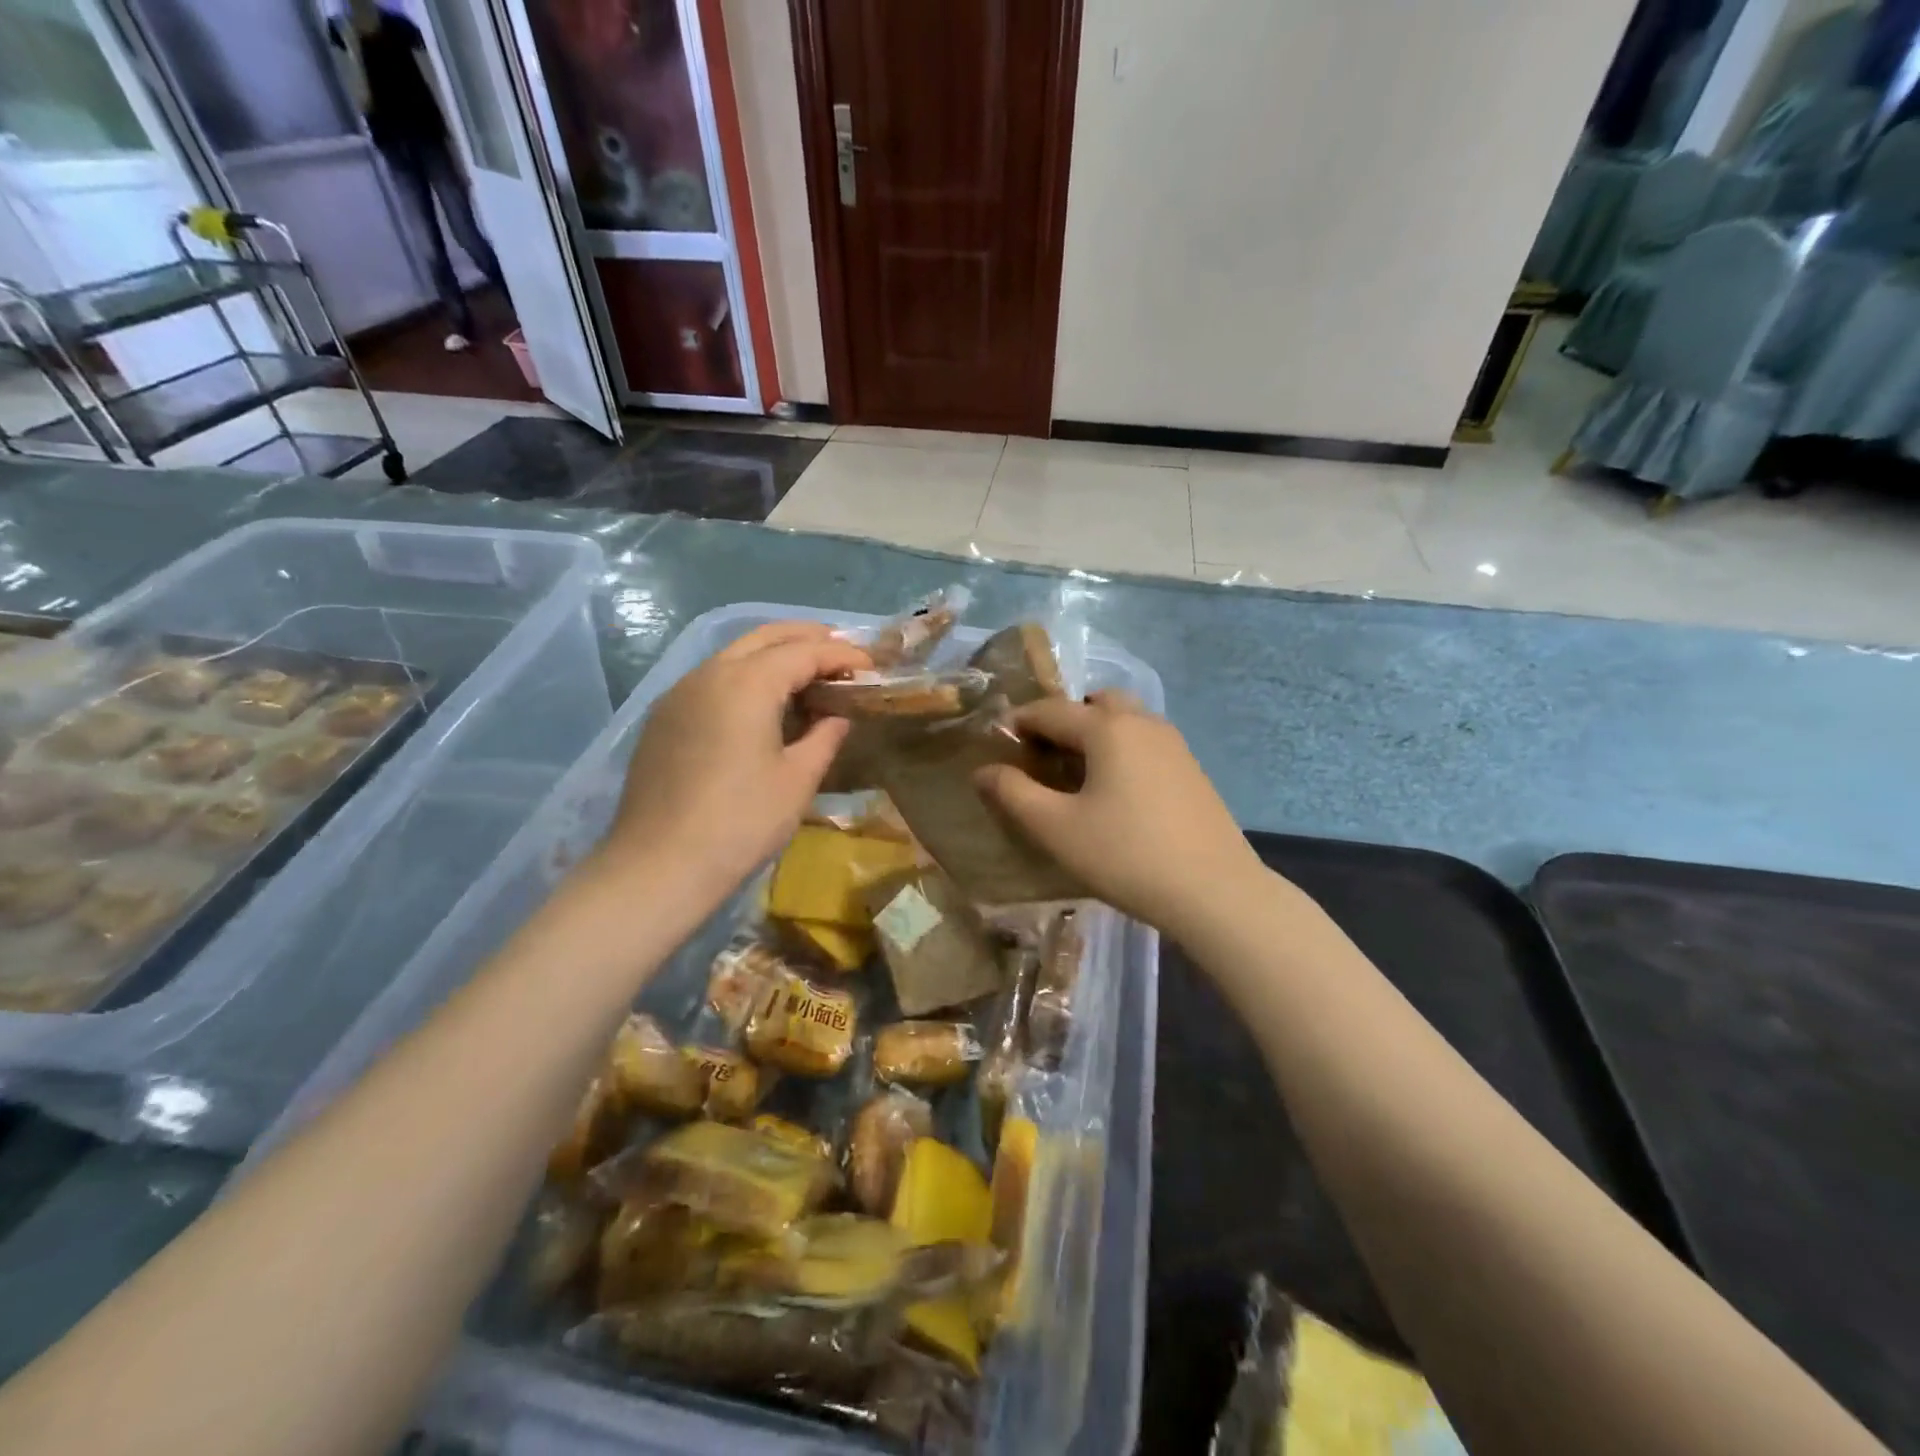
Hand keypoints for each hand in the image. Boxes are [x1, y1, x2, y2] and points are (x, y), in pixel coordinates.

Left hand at [597, 622, 869, 898]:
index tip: (872, 666)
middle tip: (842, 654)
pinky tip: (762, 704)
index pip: (804, 651)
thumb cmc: (741, 822)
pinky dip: (746, 675)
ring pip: (734, 653)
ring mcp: (680, 693)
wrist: (659, 865)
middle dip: (807, 637)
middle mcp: (710, 673)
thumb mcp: (798, 779)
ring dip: (775, 654)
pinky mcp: (665, 717)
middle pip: (765, 637)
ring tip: (808, 675)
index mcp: (747, 683)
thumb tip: (837, 715)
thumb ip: (825, 736)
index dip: (842, 655)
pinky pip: (713, 678)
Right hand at [975, 693, 1263, 935]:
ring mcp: (1173, 744)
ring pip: (1123, 721)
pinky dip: (1120, 750)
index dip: (1017, 723)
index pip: (1049, 710)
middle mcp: (1142, 722)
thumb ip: (1013, 794)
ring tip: (1075, 777)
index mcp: (1107, 727)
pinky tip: (1115, 794)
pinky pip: (1144, 742)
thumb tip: (982, 770)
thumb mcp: (1056, 828)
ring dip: (1094, 734)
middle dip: (1062, 721)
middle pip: (1093, 703)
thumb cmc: (1126, 855)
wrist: (1215, 892)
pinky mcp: (1191, 769)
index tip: (997, 747)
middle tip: (1042, 758)